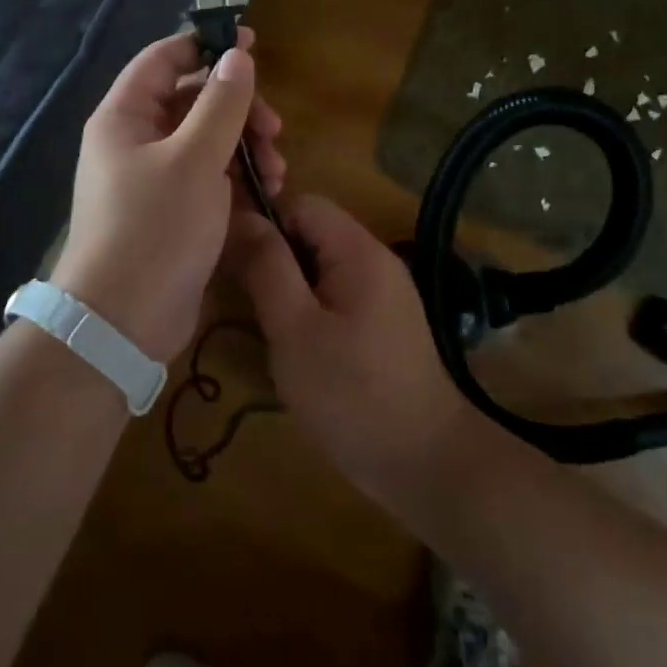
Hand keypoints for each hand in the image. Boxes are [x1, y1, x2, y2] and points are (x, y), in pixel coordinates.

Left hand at [52, 30, 285, 364]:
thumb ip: (221, 103)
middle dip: (239, 109)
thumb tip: (238, 56)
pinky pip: (209, 177)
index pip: (164, 59)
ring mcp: (154, 178)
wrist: (124, 321)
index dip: (207, 46)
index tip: (254, 43)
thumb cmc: (155, 227)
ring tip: (277, 171)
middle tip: (274, 129)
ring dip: (245, 147)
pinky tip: (267, 195)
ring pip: (207, 141)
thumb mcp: (196, 159)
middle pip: (193, 101)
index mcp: (126, 117)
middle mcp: (136, 141)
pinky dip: (237, 179)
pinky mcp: (173, 211)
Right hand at [222, 195, 475, 515]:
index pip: (302, 203)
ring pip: (323, 266)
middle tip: (253, 307)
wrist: (425, 462)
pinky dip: (314, 311)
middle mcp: (377, 259)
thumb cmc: (351, 394)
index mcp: (358, 250)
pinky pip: (339, 294)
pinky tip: (303, 350)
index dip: (267, 226)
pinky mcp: (387, 322)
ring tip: (275, 332)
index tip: (242, 269)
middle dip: (277, 261)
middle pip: (313, 233)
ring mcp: (386, 292)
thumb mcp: (294, 329)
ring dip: (293, 289)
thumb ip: (267, 267)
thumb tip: (242, 216)